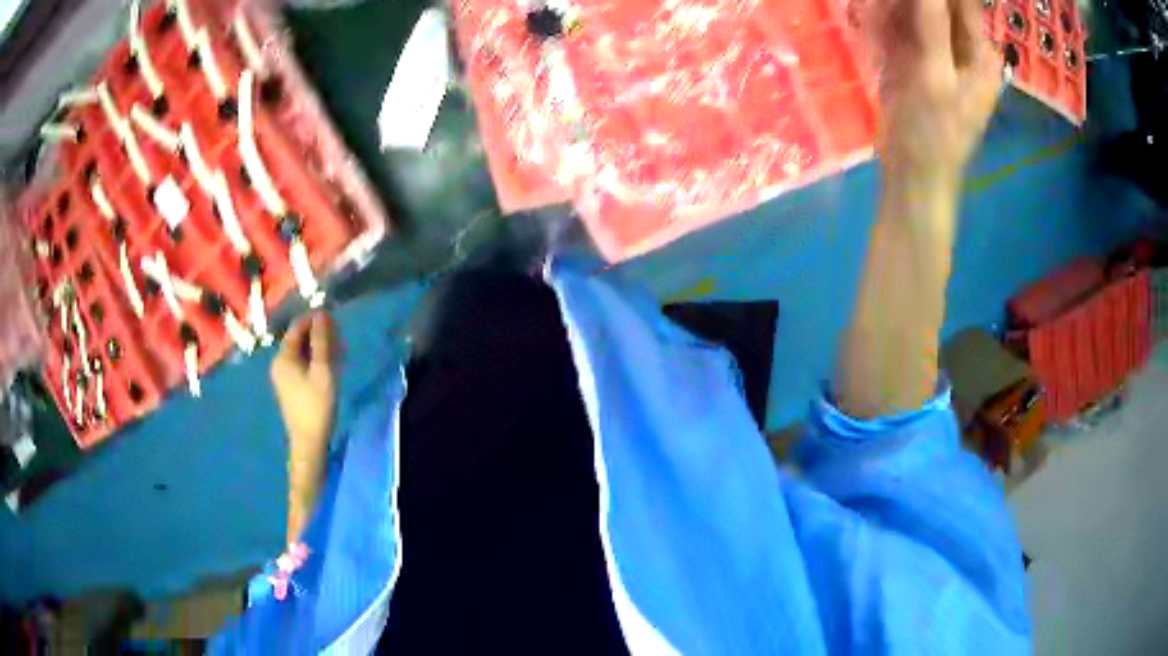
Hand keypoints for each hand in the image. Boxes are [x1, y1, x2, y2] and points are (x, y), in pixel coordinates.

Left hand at [271, 312, 336, 536]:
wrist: (309, 441)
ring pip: (302, 352)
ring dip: (320, 348)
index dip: (315, 320)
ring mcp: (283, 376)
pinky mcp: (290, 387)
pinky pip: (302, 365)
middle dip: (319, 334)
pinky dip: (316, 361)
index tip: (335, 319)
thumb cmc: (316, 405)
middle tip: (340, 337)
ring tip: (340, 351)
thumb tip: (322, 313)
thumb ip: (322, 341)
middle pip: (299, 339)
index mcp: (284, 357)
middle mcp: (279, 363)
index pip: (297, 327)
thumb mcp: (323, 370)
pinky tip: (331, 366)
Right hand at [876, 0, 1000, 187]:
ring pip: (911, 7)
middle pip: (938, 2)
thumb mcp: (936, 77)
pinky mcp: (909, 54)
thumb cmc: (934, 133)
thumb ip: (933, 25)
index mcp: (978, 51)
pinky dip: (881, 17)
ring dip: (892, 6)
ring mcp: (933, 48)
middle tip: (887, 6)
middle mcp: (959, 44)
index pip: (964, 2)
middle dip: (908, 1)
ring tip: (877, 13)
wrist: (911, 171)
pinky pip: (895, 22)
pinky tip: (871, 20)